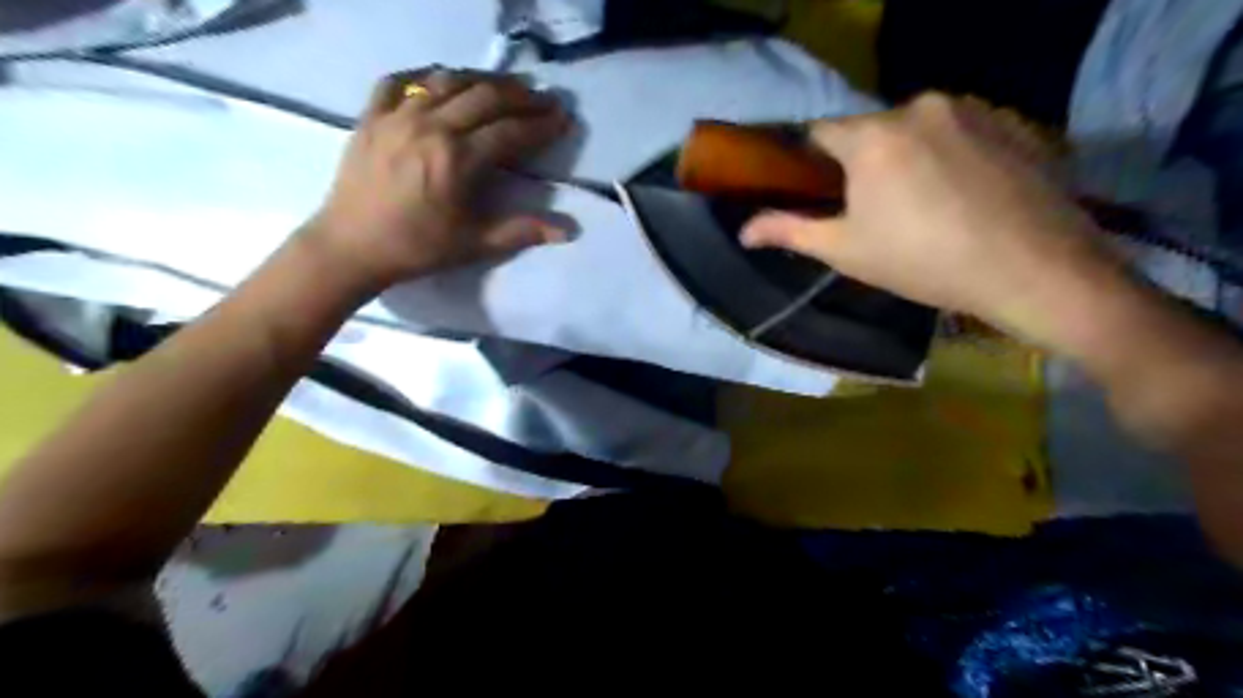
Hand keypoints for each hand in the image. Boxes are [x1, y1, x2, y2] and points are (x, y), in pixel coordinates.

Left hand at [302, 65, 575, 292]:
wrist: (351, 246)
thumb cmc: (417, 248)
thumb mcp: (475, 244)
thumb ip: (522, 232)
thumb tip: (568, 231)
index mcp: (458, 160)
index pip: (510, 132)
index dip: (541, 125)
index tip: (562, 118)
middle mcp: (430, 126)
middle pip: (485, 97)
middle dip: (520, 95)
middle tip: (543, 97)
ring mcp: (397, 115)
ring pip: (447, 80)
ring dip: (481, 80)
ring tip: (503, 86)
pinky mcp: (371, 115)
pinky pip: (399, 80)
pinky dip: (424, 75)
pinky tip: (440, 80)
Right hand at [741, 94, 1132, 342]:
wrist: (1033, 269)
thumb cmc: (923, 261)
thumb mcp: (846, 250)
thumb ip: (789, 230)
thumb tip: (743, 231)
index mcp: (872, 135)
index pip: (818, 131)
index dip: (809, 160)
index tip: (815, 189)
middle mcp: (919, 105)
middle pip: (870, 129)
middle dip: (861, 161)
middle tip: (872, 208)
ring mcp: (972, 108)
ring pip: (915, 128)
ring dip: (906, 156)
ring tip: (922, 204)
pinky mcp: (1011, 121)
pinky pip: (959, 130)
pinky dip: (948, 153)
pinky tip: (962, 194)